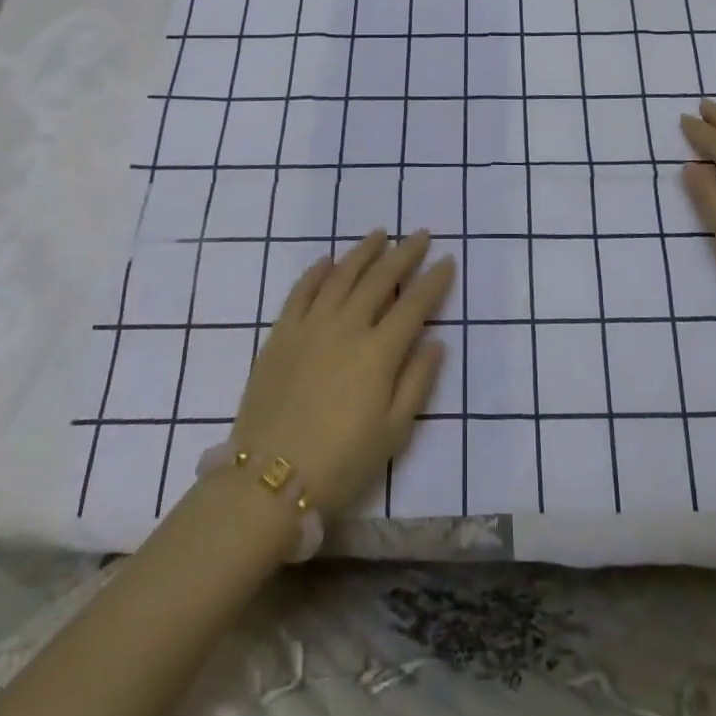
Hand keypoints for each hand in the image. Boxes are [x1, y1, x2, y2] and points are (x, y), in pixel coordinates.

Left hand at [231, 230, 453, 515]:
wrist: (268, 481)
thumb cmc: (340, 463)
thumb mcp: (394, 433)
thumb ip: (417, 382)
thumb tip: (436, 341)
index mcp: (379, 352)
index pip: (414, 304)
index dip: (434, 280)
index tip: (447, 259)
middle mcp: (347, 326)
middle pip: (380, 278)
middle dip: (404, 253)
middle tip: (420, 235)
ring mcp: (310, 325)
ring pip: (342, 275)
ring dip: (363, 251)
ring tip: (380, 234)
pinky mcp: (281, 333)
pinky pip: (301, 290)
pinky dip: (317, 271)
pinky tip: (328, 260)